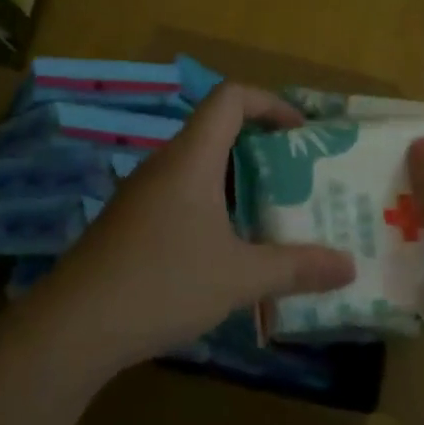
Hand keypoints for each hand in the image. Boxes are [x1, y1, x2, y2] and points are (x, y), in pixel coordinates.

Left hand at [20, 83, 355, 370]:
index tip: (301, 133)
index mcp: (190, 159)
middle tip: (298, 181)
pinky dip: (211, 209)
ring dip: (237, 185)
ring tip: (272, 217)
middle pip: (216, 132)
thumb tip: (349, 266)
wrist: (74, 327)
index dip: (270, 103)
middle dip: (262, 150)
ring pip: (198, 170)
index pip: (230, 98)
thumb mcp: (239, 278)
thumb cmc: (163, 284)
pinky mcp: (128, 224)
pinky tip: (226, 252)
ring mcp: (140, 195)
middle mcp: (163, 166)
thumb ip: (296, 267)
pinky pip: (179, 198)